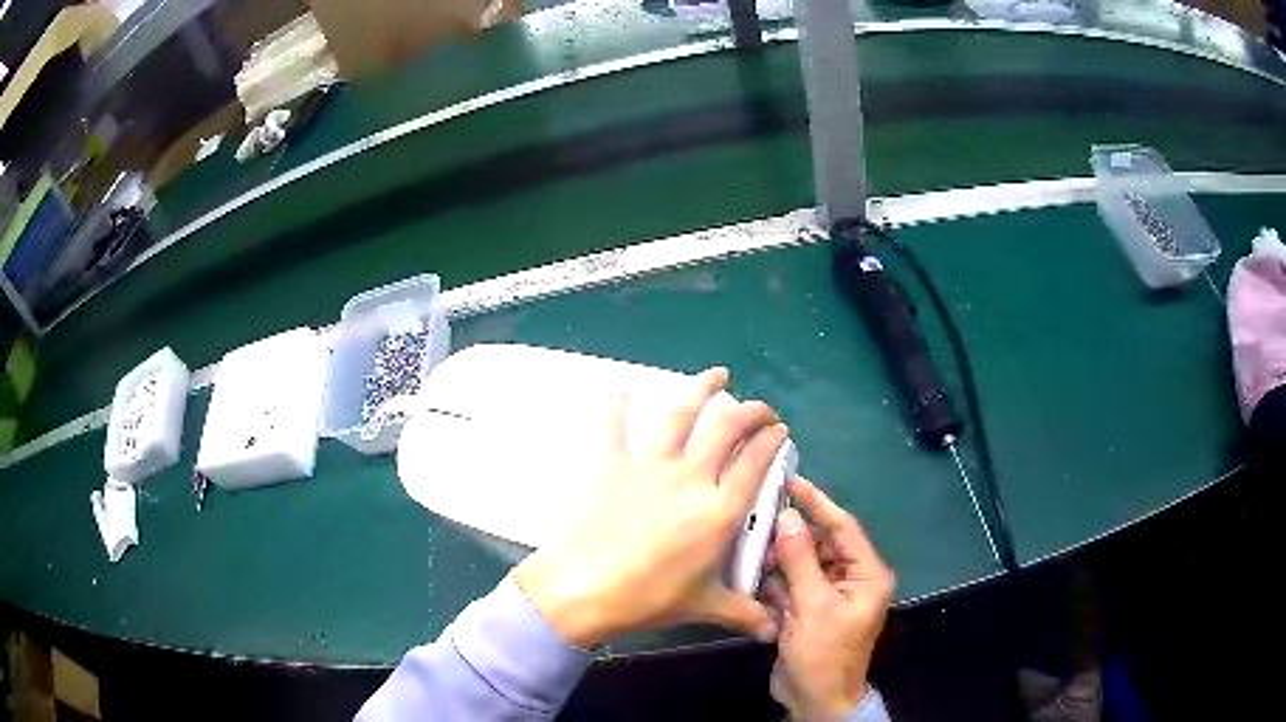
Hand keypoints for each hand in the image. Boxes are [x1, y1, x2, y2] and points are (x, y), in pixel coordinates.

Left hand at [514, 368, 785, 647]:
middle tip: (760, 408)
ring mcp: (649, 465)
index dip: (772, 440)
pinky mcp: (610, 462)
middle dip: (751, 411)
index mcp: (720, 510)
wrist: (584, 589)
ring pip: (682, 414)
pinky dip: (615, 401)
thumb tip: (771, 631)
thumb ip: (742, 613)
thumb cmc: (649, 599)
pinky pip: (612, 423)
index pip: (756, 462)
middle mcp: (691, 478)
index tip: (779, 431)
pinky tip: (619, 385)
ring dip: (702, 389)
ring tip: (717, 375)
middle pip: (728, 428)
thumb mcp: (703, 606)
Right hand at [767, 477, 894, 720]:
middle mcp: (851, 579)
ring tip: (750, 547)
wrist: (815, 700)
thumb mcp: (812, 606)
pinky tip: (752, 574)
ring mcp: (829, 596)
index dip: (818, 503)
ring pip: (802, 564)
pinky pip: (792, 585)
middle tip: (758, 518)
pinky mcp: (809, 610)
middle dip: (791, 536)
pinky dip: (774, 581)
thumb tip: (787, 516)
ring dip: (778, 560)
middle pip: (821, 544)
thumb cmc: (823, 654)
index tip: (792, 480)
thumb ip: (800, 560)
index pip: (844, 527)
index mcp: (867, 574)